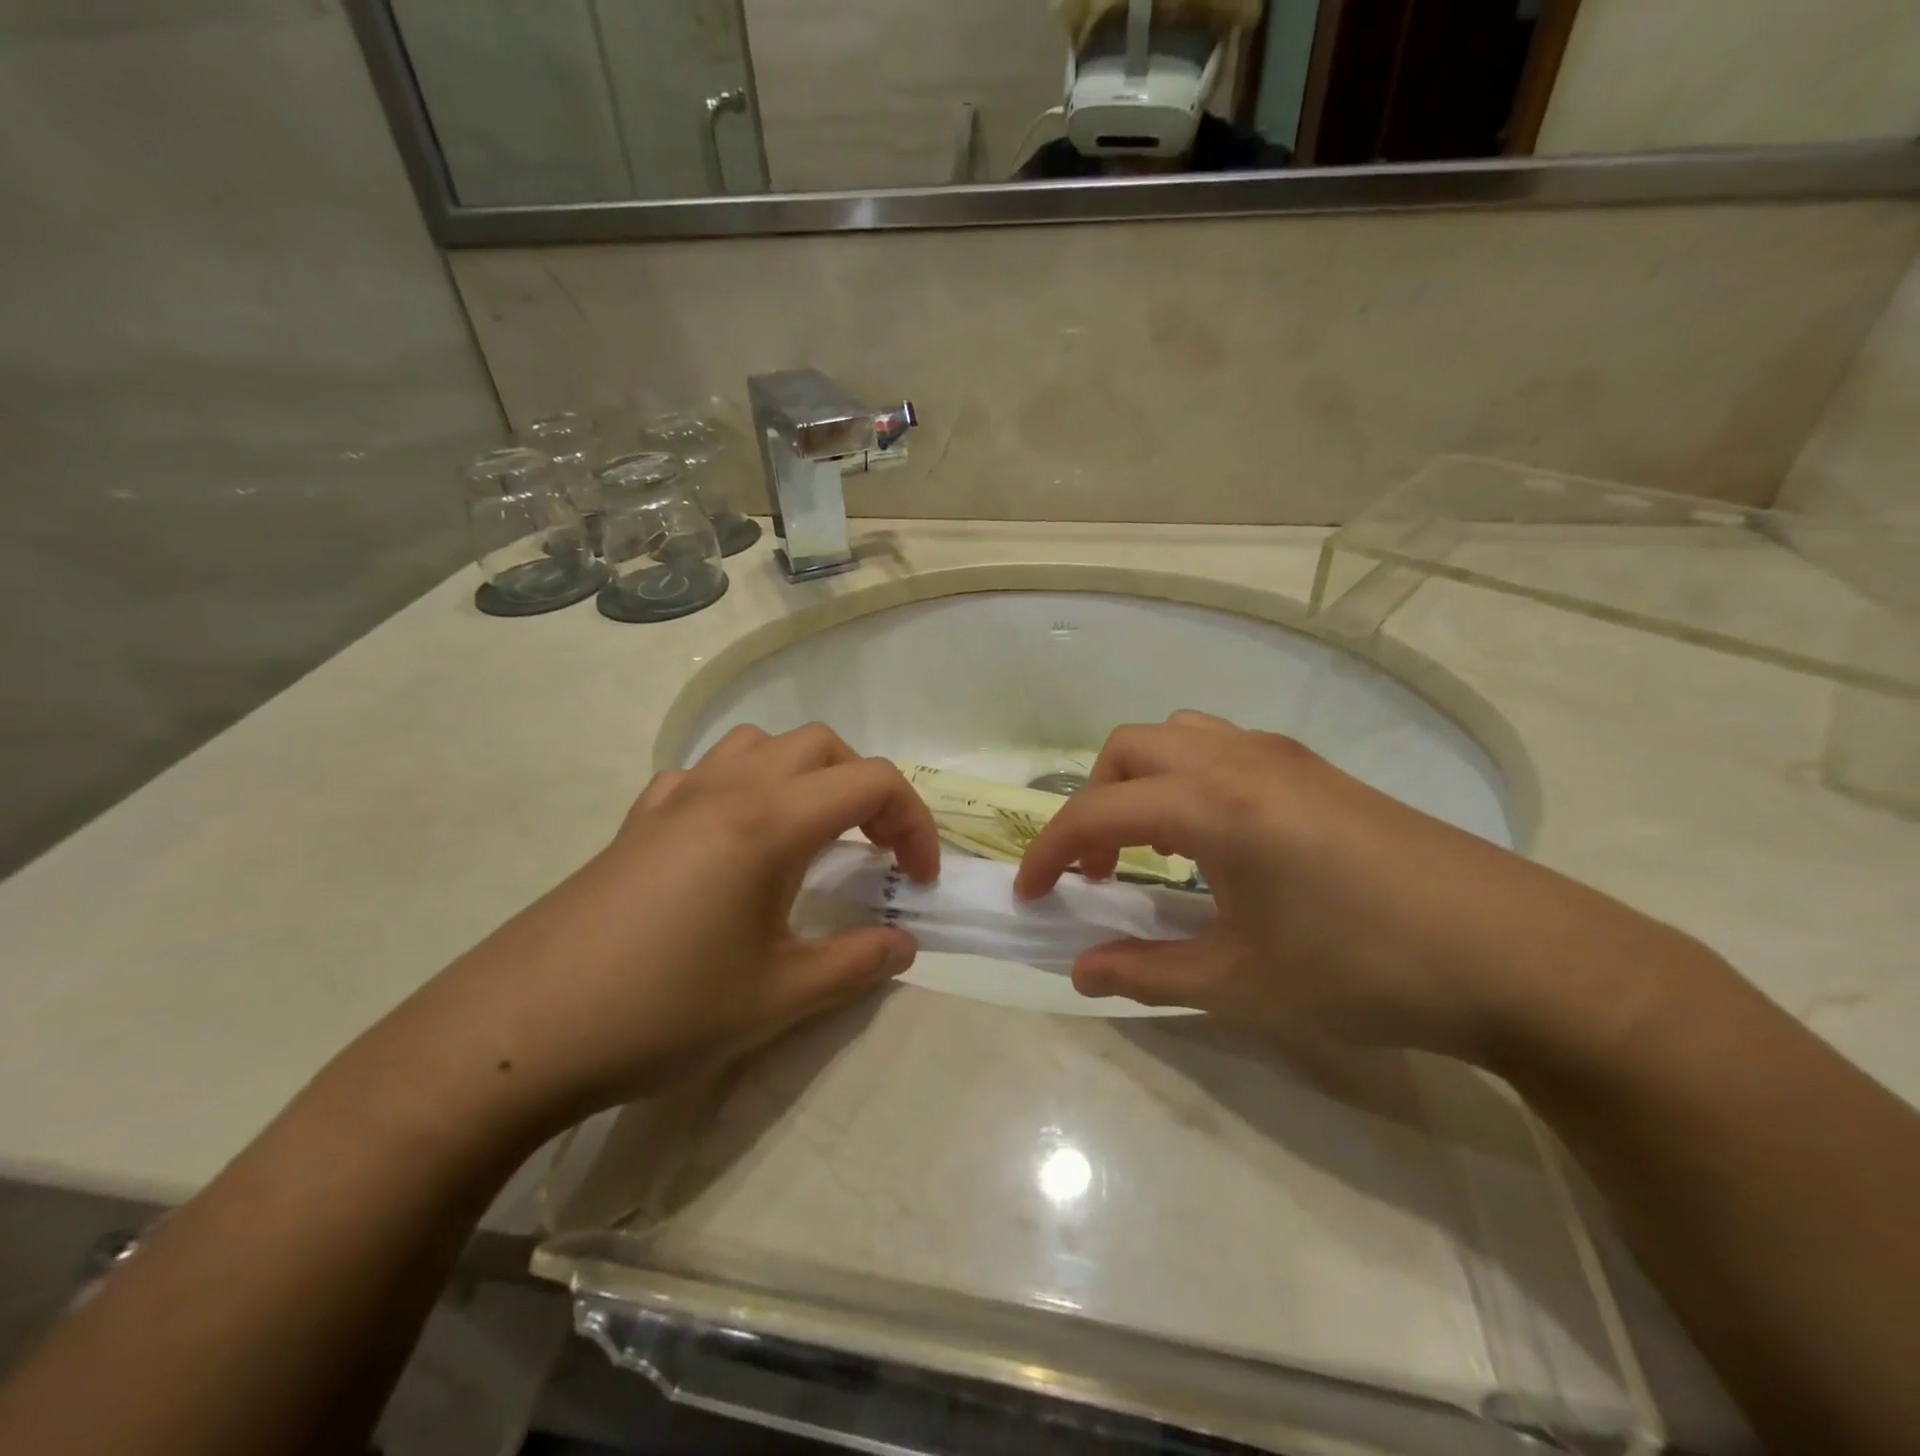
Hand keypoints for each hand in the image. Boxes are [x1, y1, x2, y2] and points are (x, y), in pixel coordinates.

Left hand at [383, 724, 939, 1135]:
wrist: (518, 1033)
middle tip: (875, 851)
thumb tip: (905, 945)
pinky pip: (702, 773)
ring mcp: (674, 799)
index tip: (919, 879)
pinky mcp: (636, 822)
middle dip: (865, 788)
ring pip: (759, 744)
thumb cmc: (662, 1011)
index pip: (873, 782)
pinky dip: (740, 786)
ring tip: (810, 833)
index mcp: (770, 821)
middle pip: (822, 746)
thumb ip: (857, 964)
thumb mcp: (778, 997)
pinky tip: (731, 840)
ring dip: (803, 774)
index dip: (914, 823)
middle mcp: (727, 789)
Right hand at [1015, 711, 1705, 1066]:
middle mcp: (1239, 760)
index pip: (1097, 813)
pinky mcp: (1318, 770)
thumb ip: (1147, 973)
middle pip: (1129, 750)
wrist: (1521, 956)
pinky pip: (1223, 748)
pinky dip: (1188, 779)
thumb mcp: (1243, 984)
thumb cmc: (1368, 970)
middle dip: (1092, 804)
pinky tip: (1217, 840)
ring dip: (1142, 783)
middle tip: (1100, 873)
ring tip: (1153, 848)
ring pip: (1178, 737)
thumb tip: (1079, 973)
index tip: (1032, 895)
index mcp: (1213, 805)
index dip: (1050, 852)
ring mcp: (1284, 757)